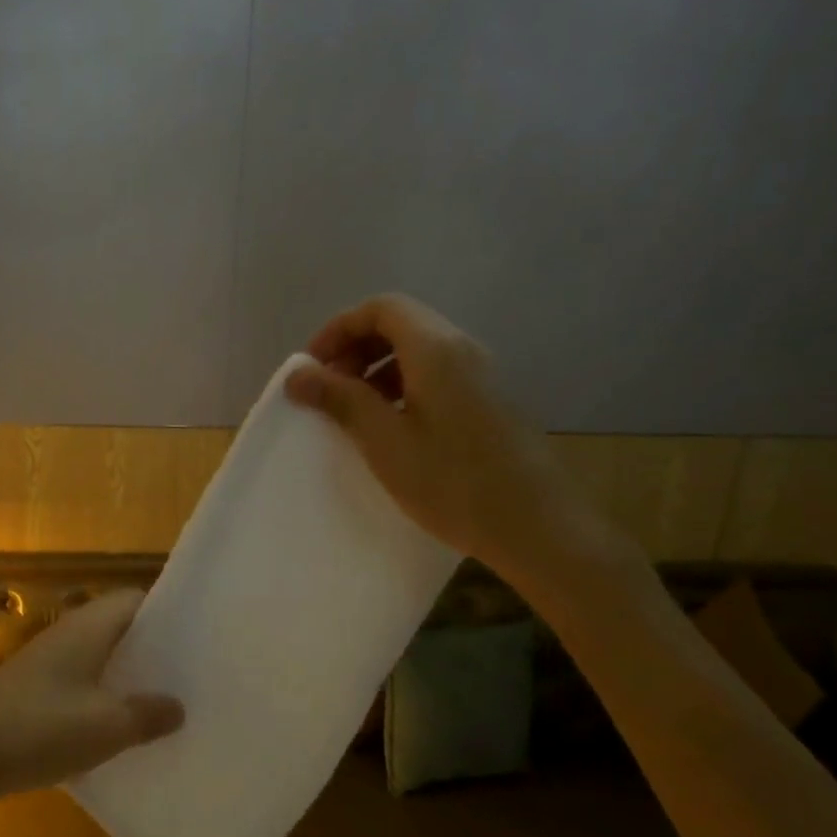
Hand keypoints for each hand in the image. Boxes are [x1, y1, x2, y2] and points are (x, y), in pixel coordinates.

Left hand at [0, 591, 183, 807]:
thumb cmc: (42, 728)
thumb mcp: (107, 726)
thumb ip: (147, 714)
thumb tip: (178, 706)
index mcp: (89, 626)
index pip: (136, 599)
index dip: (168, 613)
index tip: (198, 637)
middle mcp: (68, 633)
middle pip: (119, 629)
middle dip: (151, 650)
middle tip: (189, 675)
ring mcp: (47, 661)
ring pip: (99, 658)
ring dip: (126, 677)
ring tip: (163, 703)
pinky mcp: (33, 689)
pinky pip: (80, 682)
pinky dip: (102, 697)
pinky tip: (117, 729)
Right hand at [285, 294, 632, 591]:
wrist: (539, 528)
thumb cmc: (453, 482)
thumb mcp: (385, 442)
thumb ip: (340, 400)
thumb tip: (298, 373)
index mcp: (437, 350)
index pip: (381, 308)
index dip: (338, 329)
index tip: (312, 368)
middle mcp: (463, 350)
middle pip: (399, 324)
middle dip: (355, 348)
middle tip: (327, 389)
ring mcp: (482, 376)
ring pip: (418, 351)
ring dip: (376, 369)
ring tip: (353, 411)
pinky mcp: (489, 402)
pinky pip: (436, 375)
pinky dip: (401, 387)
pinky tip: (390, 428)